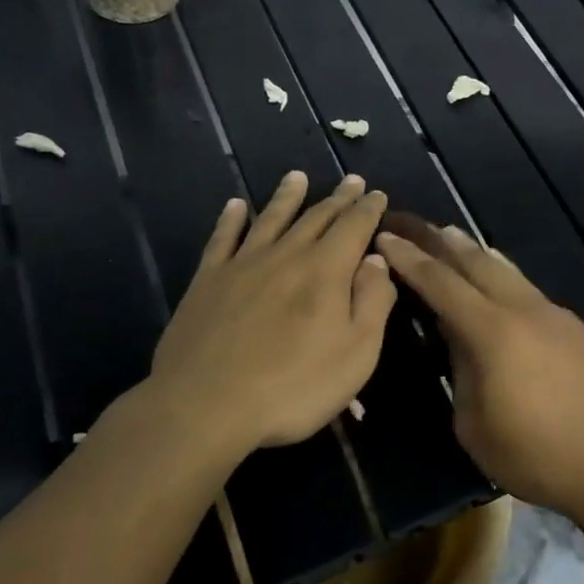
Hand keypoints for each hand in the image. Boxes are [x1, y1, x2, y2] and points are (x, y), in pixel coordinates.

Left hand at [123, 171, 396, 459]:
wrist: (206, 406)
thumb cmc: (294, 386)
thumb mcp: (357, 352)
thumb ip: (372, 301)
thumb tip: (376, 260)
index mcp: (326, 270)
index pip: (354, 226)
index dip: (369, 208)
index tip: (378, 194)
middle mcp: (286, 255)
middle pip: (316, 217)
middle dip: (338, 198)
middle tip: (351, 180)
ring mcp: (242, 265)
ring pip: (271, 218)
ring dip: (288, 196)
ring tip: (297, 176)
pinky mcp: (207, 282)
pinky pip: (222, 239)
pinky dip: (231, 219)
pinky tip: (236, 206)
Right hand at [375, 218, 583, 516]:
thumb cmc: (533, 456)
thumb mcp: (474, 424)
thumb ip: (461, 370)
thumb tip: (457, 337)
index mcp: (493, 332)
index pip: (442, 283)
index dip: (411, 259)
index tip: (385, 237)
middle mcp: (524, 309)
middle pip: (476, 262)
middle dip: (441, 241)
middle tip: (413, 224)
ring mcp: (553, 314)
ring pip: (506, 269)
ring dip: (473, 252)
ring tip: (450, 238)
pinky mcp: (572, 326)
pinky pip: (526, 288)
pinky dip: (501, 274)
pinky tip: (495, 279)